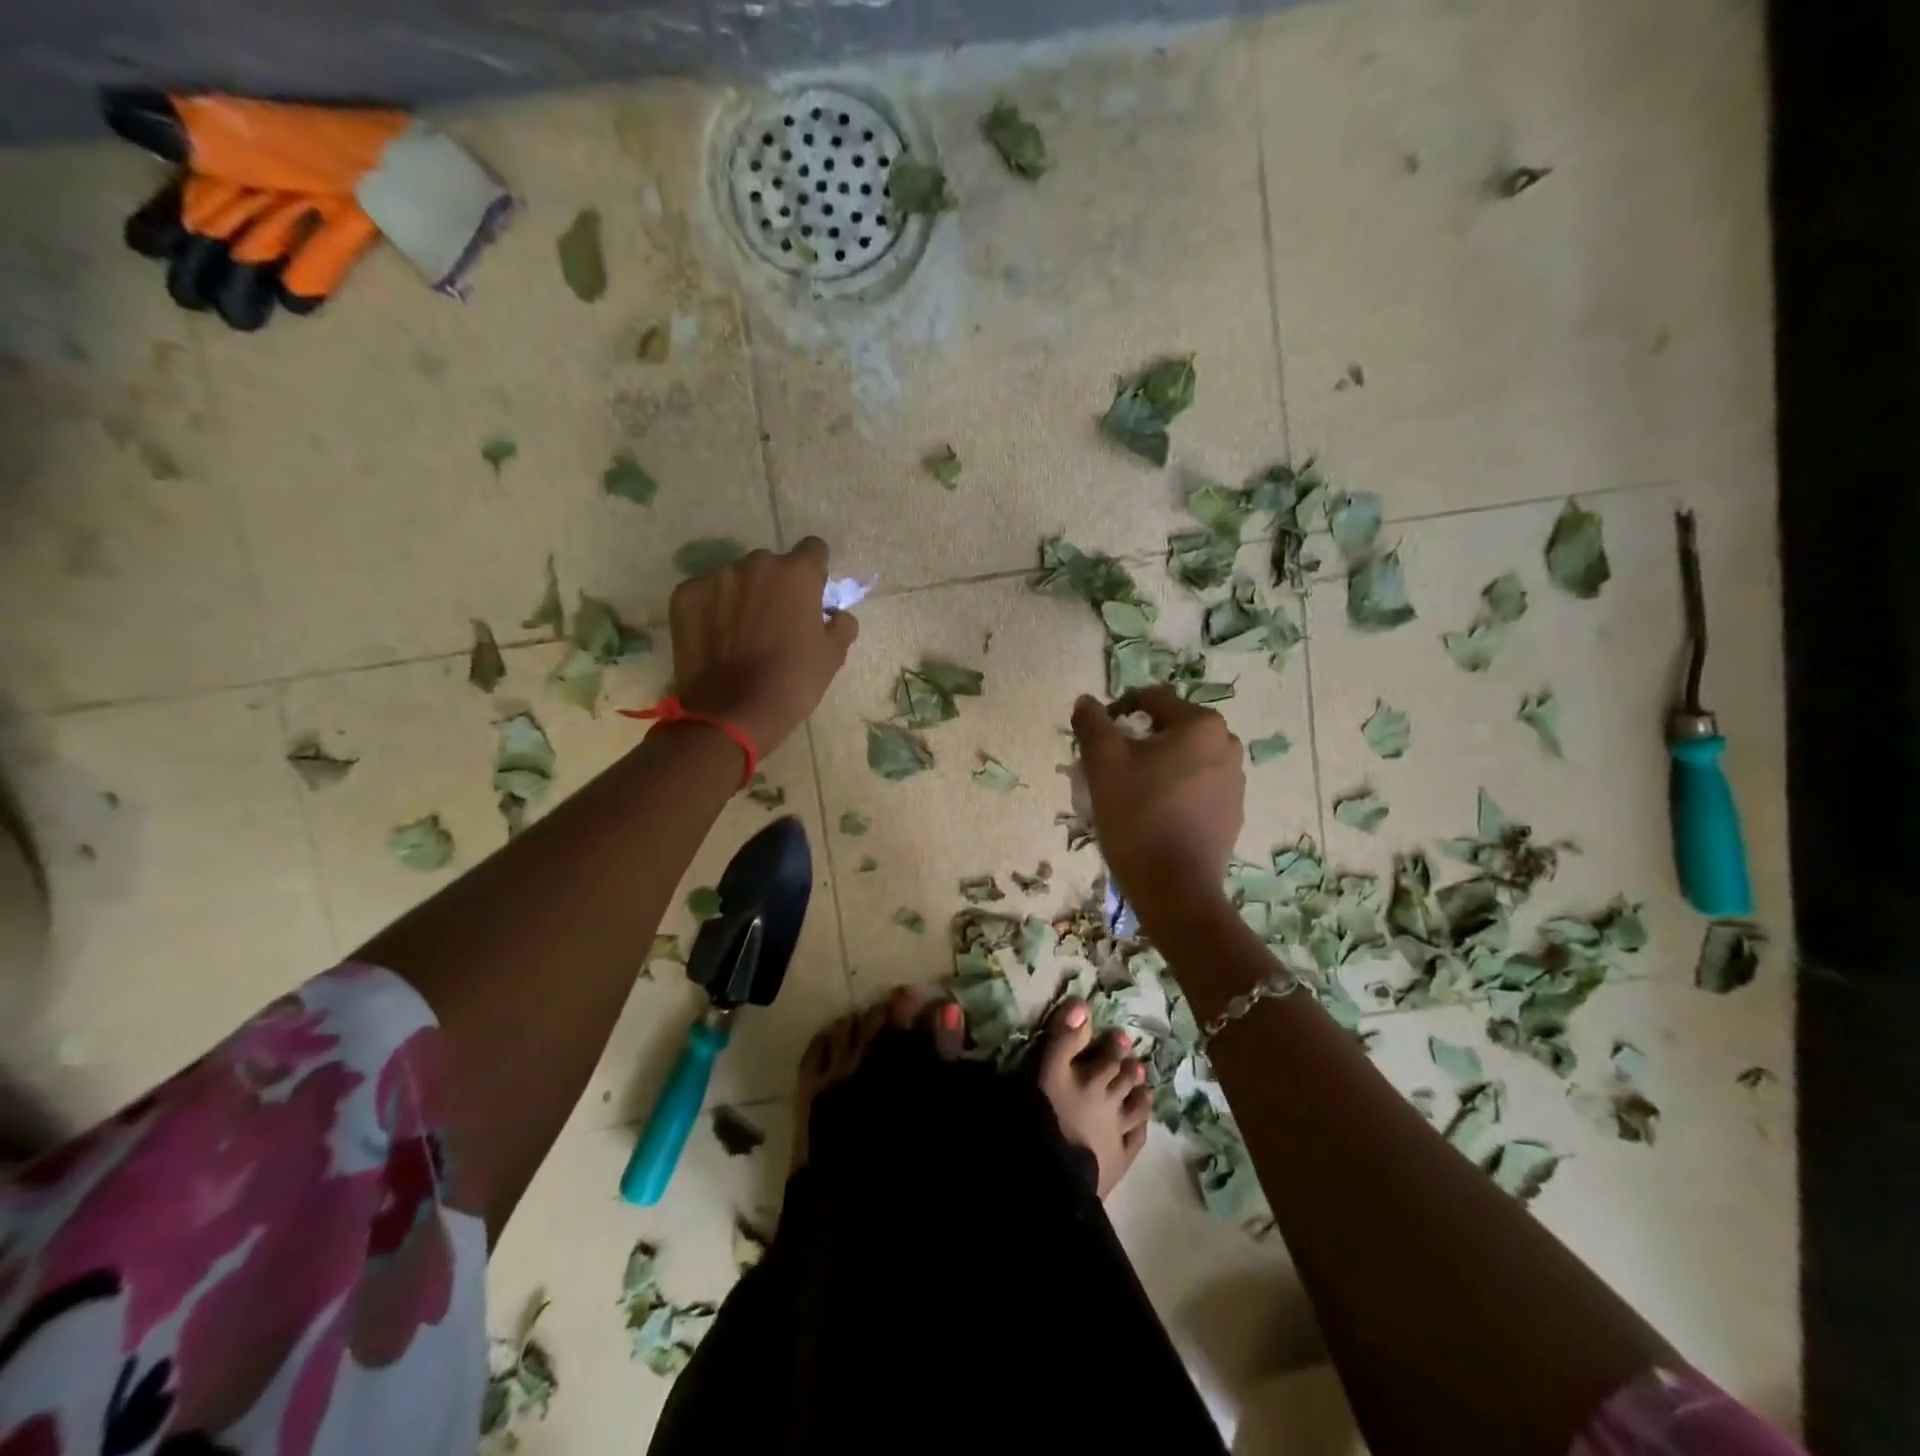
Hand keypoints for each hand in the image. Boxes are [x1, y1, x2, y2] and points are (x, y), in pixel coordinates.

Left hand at [669, 538, 858, 755]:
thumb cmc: (792, 682)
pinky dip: (713, 610)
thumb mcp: (833, 656)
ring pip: (737, 578)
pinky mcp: (685, 595)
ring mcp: (717, 577)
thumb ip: (841, 624)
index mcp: (797, 573)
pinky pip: (706, 594)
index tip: (811, 596)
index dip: (814, 572)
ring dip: (743, 596)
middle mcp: (756, 564)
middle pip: (772, 565)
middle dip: (776, 586)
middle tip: (775, 623)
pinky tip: (717, 640)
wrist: (732, 712)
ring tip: (741, 634)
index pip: (813, 549)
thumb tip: (835, 614)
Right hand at [1071, 687, 1243, 912]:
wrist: (1174, 888)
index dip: (1115, 712)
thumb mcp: (1103, 761)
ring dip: (1153, 768)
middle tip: (1107, 770)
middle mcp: (1227, 746)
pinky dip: (1171, 792)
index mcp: (1202, 725)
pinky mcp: (1231, 814)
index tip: (1094, 740)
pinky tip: (1150, 817)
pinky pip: (1194, 789)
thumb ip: (1092, 722)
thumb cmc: (1138, 815)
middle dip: (1135, 743)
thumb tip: (1087, 702)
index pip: (1150, 699)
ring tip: (1125, 796)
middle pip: (1168, 730)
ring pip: (1182, 760)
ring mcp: (1234, 783)